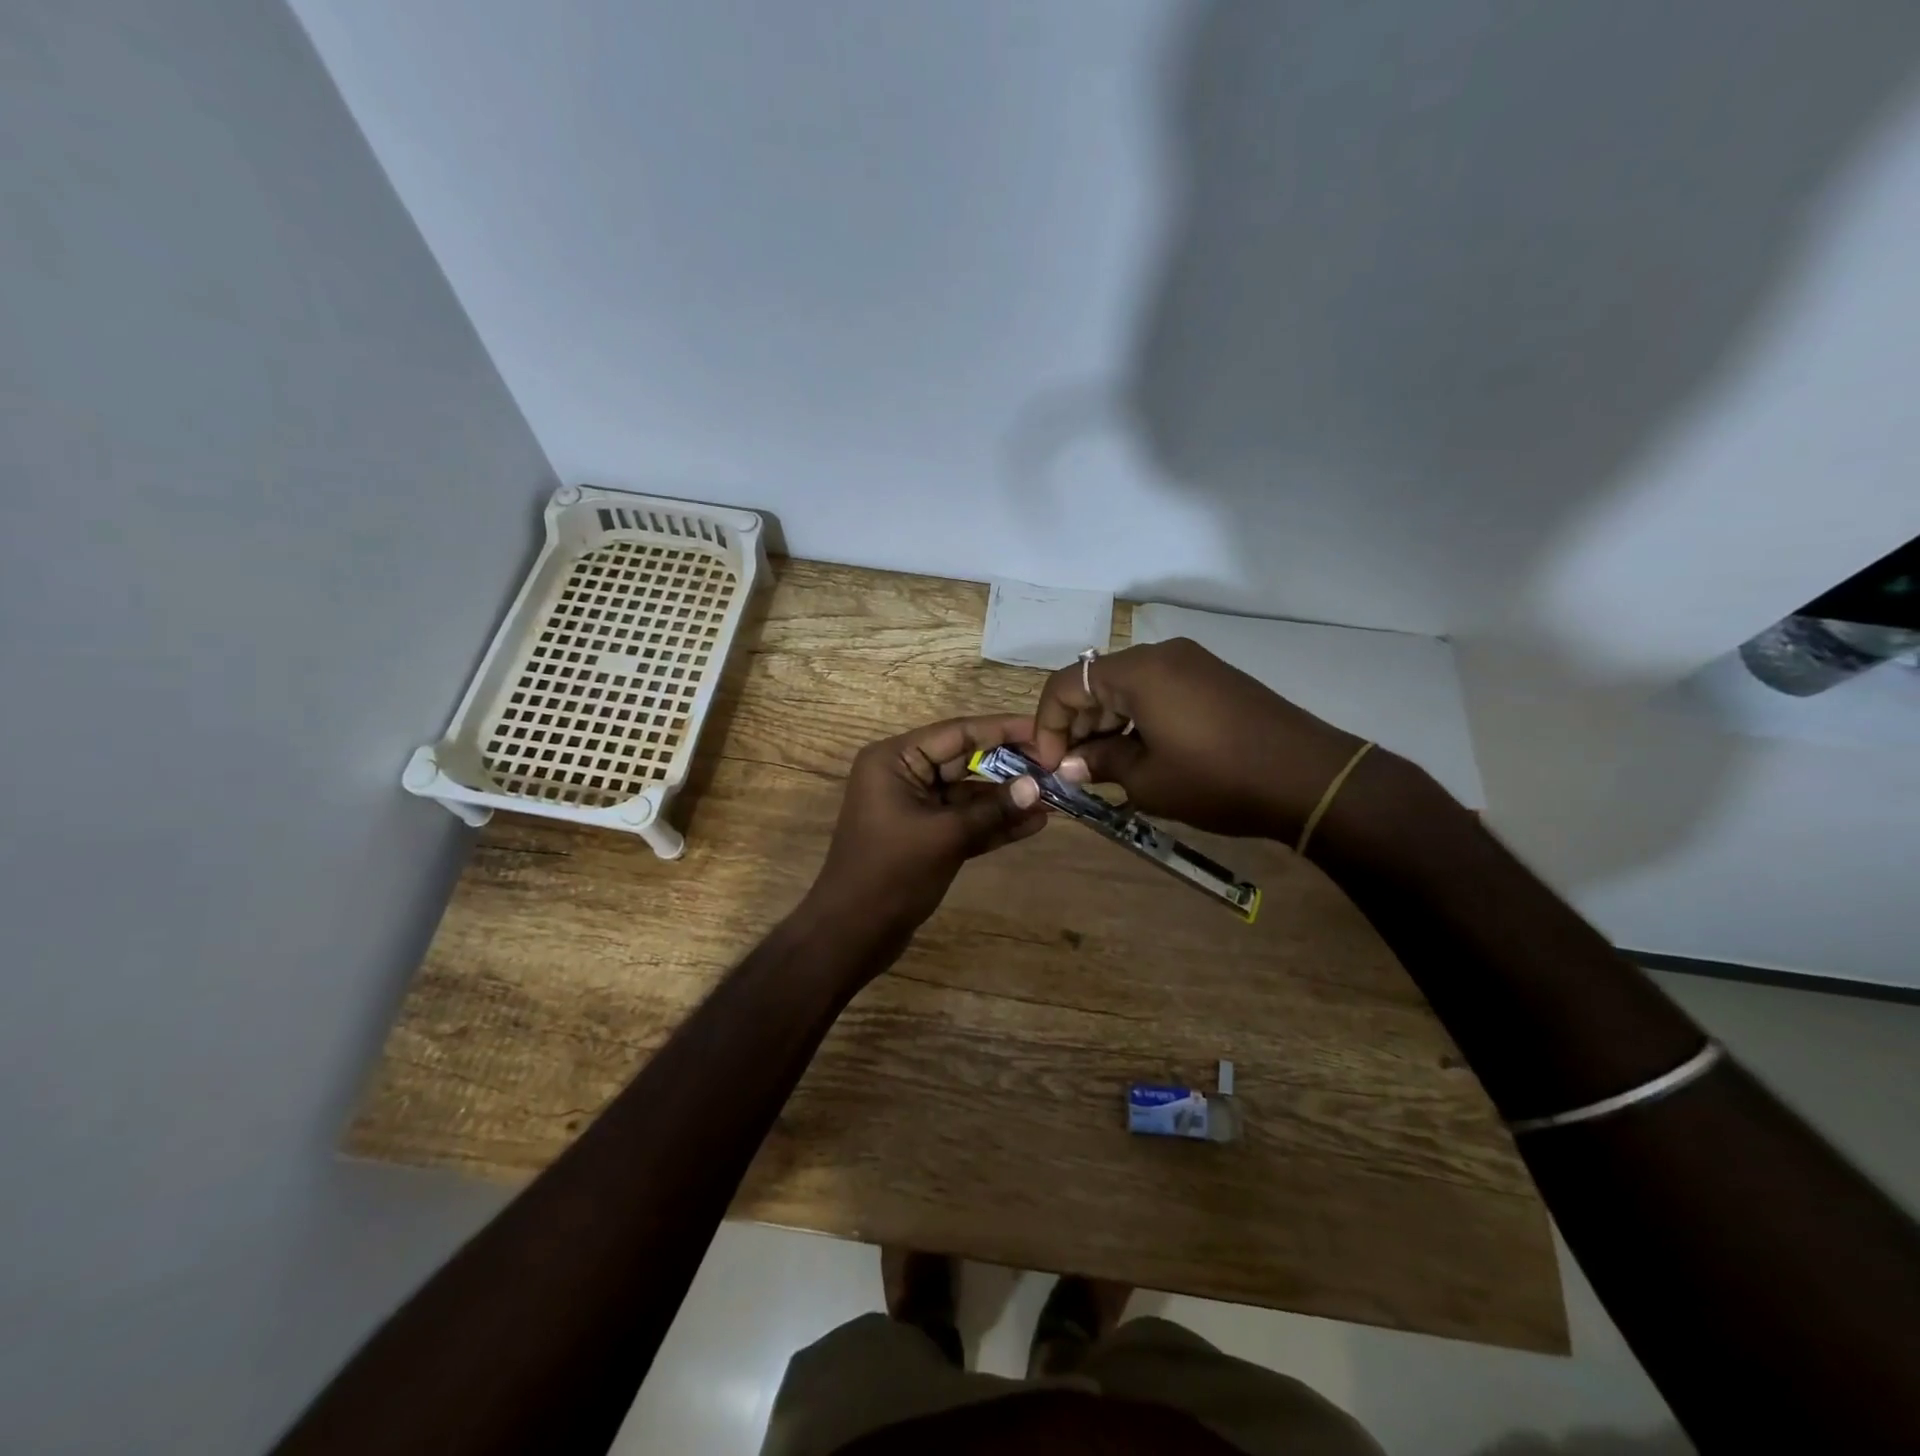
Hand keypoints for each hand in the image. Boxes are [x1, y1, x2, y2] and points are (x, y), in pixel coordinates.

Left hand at [802, 715, 1047, 951]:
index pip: (957, 733)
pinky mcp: (926, 836)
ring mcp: (915, 807)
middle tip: (1057, 766)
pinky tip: (1034, 823)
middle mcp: (903, 775)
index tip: (1044, 729)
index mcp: (894, 760)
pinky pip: (965, 821)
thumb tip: (1037, 786)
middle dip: (1010, 765)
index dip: (1003, 730)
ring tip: (1055, 796)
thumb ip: (992, 809)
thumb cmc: (891, 873)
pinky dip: (994, 823)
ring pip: (969, 794)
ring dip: (1007, 798)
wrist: (852, 933)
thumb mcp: (945, 836)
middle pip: (965, 760)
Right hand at [1030, 639, 1365, 840]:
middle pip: (1095, 681)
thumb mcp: (1148, 780)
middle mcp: (1161, 654)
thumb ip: (1100, 763)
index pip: (1066, 684)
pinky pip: (1156, 690)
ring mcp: (1191, 663)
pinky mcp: (1212, 678)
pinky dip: (1136, 717)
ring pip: (1126, 686)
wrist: (1308, 777)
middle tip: (1075, 769)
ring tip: (1106, 766)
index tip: (1052, 765)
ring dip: (1106, 722)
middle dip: (1077, 724)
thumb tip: (1071, 764)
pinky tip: (1141, 752)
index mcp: (1138, 671)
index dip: (1048, 725)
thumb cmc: (1217, 778)